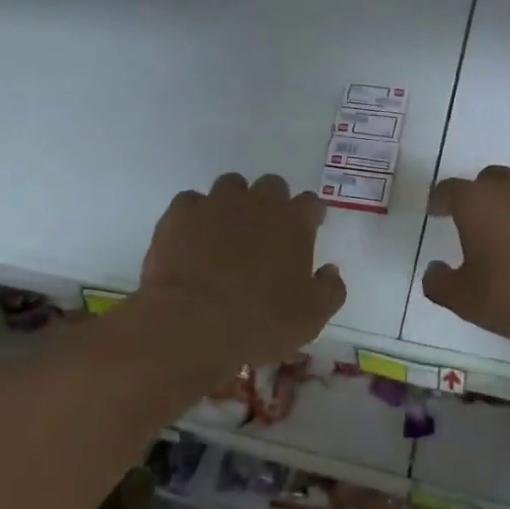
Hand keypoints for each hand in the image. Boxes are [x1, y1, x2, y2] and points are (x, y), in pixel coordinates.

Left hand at [137, 173, 346, 383]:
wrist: (192, 323)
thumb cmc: (260, 321)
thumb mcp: (312, 317)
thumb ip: (330, 289)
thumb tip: (330, 270)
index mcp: (293, 222)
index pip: (311, 203)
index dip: (311, 215)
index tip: (309, 228)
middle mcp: (257, 202)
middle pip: (272, 185)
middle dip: (273, 202)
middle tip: (267, 231)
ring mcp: (215, 204)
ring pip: (230, 185)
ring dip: (234, 202)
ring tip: (227, 230)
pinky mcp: (179, 215)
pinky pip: (190, 201)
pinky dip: (195, 214)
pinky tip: (192, 236)